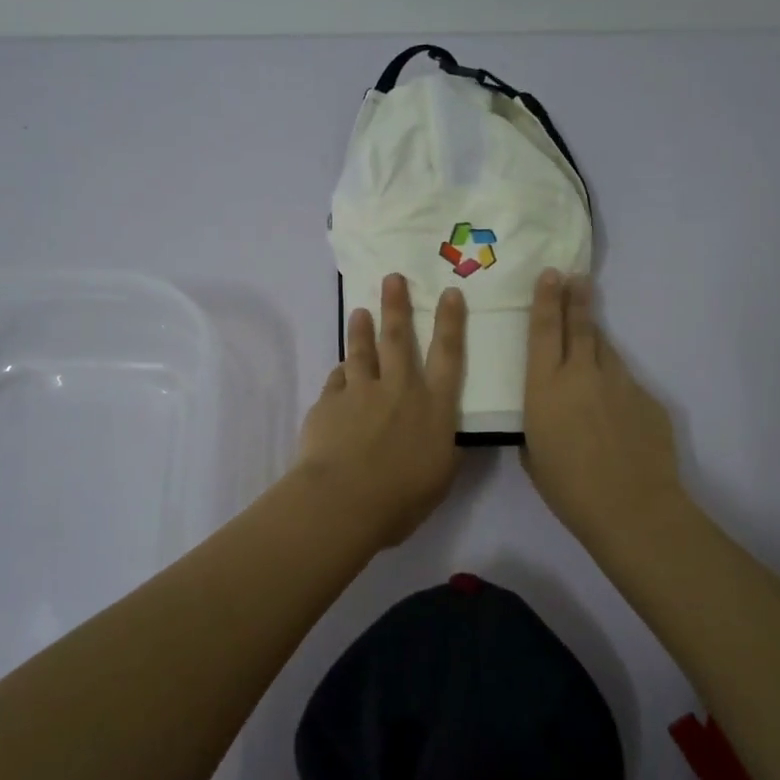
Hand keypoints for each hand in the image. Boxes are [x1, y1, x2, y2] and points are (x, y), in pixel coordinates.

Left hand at [294, 272, 466, 548]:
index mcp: (433, 407)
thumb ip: (443, 450)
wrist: (344, 501)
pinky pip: (336, 381)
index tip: (449, 293)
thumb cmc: (402, 497)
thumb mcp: (440, 477)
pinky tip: (339, 370)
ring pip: (361, 351)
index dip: (450, 323)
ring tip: (359, 311)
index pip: (448, 356)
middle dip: (397, 306)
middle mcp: (400, 390)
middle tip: (392, 278)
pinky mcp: (329, 402)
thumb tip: (446, 438)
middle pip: (399, 339)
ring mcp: (361, 392)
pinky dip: (340, 374)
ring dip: (361, 329)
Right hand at [522, 269, 682, 550]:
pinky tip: (615, 411)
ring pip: (606, 350)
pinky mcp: (648, 398)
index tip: (551, 274)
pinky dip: (616, 386)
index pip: (543, 331)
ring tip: (590, 340)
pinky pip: (626, 383)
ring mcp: (620, 382)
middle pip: (580, 326)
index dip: (545, 299)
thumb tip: (549, 410)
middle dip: (576, 298)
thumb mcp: (534, 453)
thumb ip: (538, 422)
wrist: (632, 507)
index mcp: (545, 387)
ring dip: (596, 342)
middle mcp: (582, 374)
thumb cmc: (568, 488)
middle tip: (577, 277)